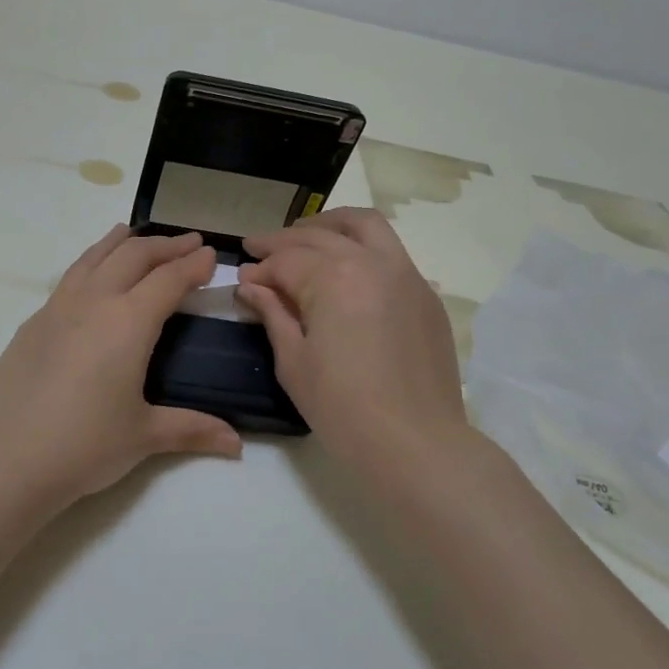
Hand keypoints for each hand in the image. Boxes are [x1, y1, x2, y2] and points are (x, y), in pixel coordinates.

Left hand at [0, 224, 243, 506]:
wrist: (5, 458)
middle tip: (189, 242)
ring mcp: (58, 308)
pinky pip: (70, 276)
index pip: (169, 280)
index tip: (212, 255)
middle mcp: (94, 302)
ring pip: (95, 257)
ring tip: (136, 234)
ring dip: (123, 242)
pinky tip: (92, 274)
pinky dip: (91, 261)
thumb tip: (237, 444)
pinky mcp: (33, 323)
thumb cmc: (83, 445)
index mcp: (128, 322)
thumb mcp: (144, 437)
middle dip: (166, 245)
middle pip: (133, 256)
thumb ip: (192, 430)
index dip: (194, 265)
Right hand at [238, 208, 469, 479]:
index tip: (242, 278)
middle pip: (320, 235)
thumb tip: (251, 285)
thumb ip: (273, 313)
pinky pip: (390, 252)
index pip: (286, 260)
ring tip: (304, 237)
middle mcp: (372, 262)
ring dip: (328, 225)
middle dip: (283, 240)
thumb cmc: (342, 408)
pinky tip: (345, 268)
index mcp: (334, 278)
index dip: (259, 269)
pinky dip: (361, 246)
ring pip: (364, 225)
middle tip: (258, 249)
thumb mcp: (294, 362)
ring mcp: (406, 274)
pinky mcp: (426, 294)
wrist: (415, 443)